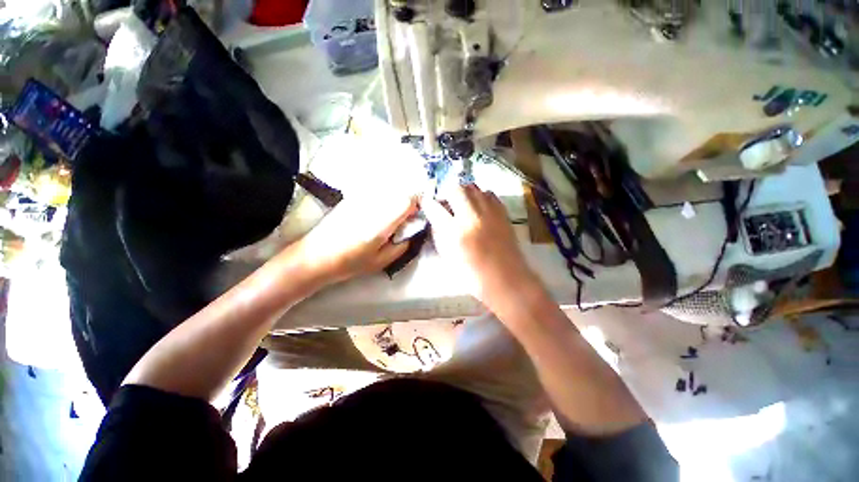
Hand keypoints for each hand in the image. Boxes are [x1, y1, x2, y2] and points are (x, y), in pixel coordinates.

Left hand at [291, 194, 417, 286]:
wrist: (315, 256)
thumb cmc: (350, 262)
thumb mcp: (381, 261)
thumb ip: (402, 245)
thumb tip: (413, 231)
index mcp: (381, 221)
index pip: (408, 201)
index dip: (417, 207)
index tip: (416, 218)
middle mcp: (372, 204)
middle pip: (400, 192)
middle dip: (408, 204)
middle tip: (405, 221)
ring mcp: (361, 198)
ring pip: (389, 190)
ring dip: (396, 201)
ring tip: (390, 219)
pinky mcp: (353, 197)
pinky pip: (377, 192)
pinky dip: (384, 200)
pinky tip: (377, 215)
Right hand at [422, 185, 544, 314]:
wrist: (507, 279)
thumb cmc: (474, 275)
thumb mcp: (448, 257)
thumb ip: (440, 235)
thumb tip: (436, 219)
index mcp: (456, 232)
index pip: (435, 208)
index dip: (427, 203)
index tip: (425, 202)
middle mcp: (472, 217)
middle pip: (456, 189)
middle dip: (447, 193)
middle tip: (446, 202)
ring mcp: (490, 213)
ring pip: (473, 188)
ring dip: (464, 192)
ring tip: (462, 203)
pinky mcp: (503, 213)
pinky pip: (489, 194)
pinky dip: (480, 196)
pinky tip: (478, 207)